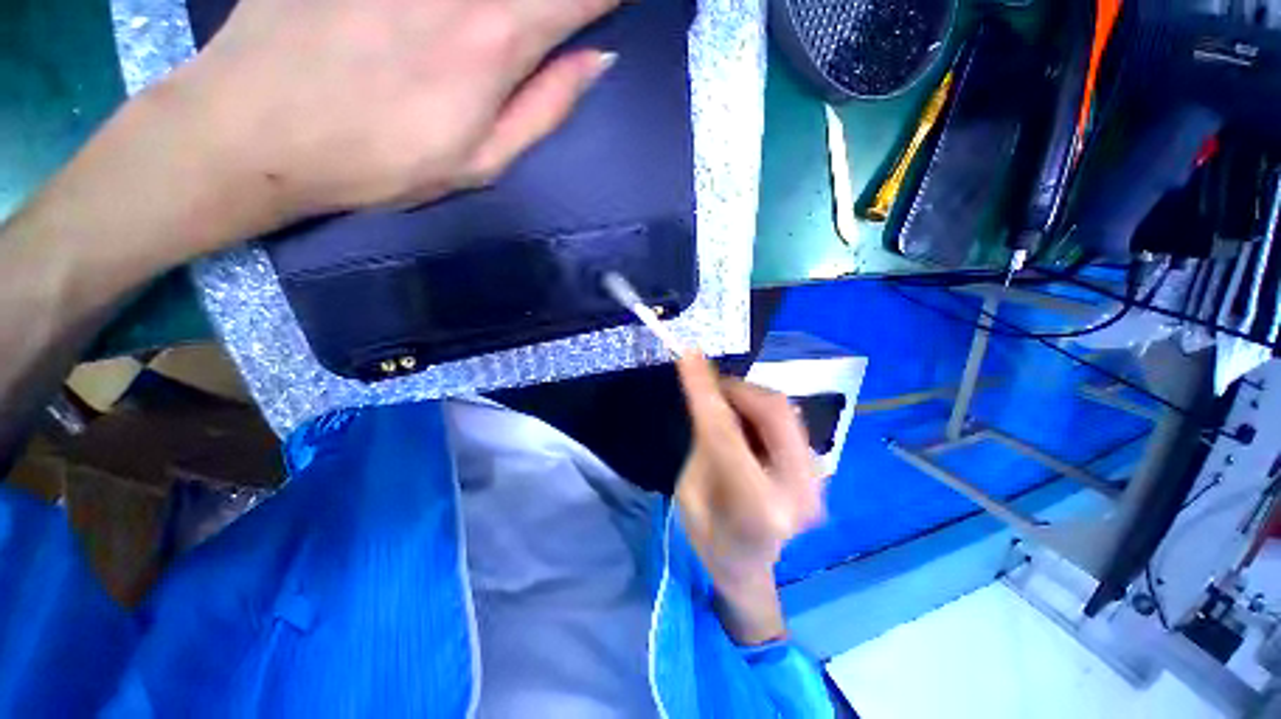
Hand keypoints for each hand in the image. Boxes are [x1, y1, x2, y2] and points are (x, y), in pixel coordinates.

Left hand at [137, 0, 619, 255]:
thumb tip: (597, 60)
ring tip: (495, 29)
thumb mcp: (481, 162)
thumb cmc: (380, 161)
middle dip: (558, 0)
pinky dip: (457, 2)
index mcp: (497, 40)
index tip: (611, 4)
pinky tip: (446, 20)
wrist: (257, 129)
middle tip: (552, 22)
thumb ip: (545, 108)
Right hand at [674, 354, 824, 643]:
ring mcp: (817, 481)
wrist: (748, 568)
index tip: (688, 355)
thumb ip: (706, 442)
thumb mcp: (690, 490)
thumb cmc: (709, 536)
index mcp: (756, 507)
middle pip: (773, 411)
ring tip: (725, 409)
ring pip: (783, 411)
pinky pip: (788, 422)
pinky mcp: (819, 471)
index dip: (704, 390)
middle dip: (737, 389)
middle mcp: (798, 490)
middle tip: (710, 386)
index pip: (725, 432)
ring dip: (749, 399)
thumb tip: (711, 396)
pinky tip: (746, 426)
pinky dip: (761, 412)